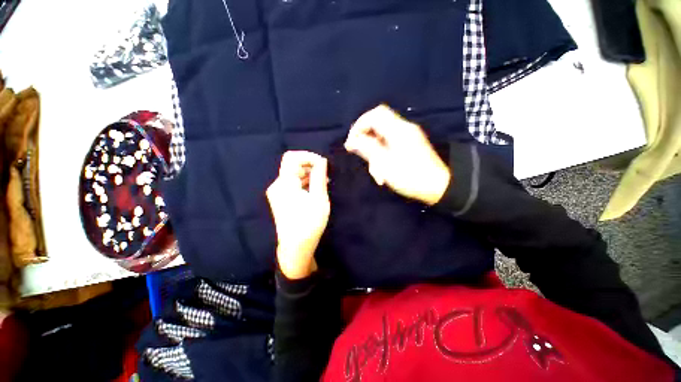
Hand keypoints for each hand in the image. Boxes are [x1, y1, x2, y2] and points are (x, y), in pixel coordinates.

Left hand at [266, 151, 329, 278]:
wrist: (296, 247)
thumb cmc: (309, 222)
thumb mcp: (319, 197)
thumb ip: (319, 176)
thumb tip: (321, 160)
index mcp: (285, 183)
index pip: (292, 157)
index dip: (308, 156)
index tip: (323, 164)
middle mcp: (277, 185)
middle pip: (292, 166)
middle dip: (310, 166)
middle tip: (326, 175)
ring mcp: (277, 193)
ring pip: (293, 175)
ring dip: (309, 175)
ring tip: (324, 183)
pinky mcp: (280, 200)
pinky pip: (292, 184)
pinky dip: (304, 183)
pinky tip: (315, 190)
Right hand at [345, 105, 450, 205]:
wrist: (438, 186)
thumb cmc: (409, 176)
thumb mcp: (385, 163)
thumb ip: (367, 148)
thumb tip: (352, 141)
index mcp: (398, 130)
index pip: (374, 115)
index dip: (359, 125)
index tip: (351, 142)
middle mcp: (403, 128)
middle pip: (378, 123)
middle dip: (365, 137)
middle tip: (357, 151)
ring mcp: (408, 136)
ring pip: (383, 135)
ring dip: (374, 149)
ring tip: (375, 170)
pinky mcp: (410, 144)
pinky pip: (391, 142)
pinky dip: (382, 152)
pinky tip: (382, 169)